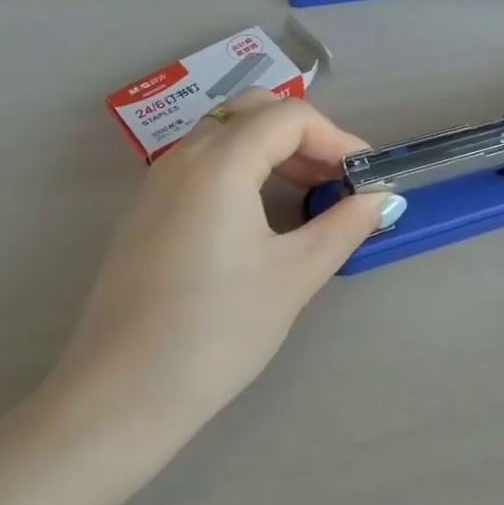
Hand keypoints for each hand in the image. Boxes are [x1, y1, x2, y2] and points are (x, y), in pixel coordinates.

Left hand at [46, 91, 397, 434]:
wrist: (123, 394)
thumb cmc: (218, 330)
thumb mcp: (294, 276)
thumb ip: (343, 227)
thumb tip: (381, 199)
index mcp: (220, 163)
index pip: (290, 116)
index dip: (337, 137)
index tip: (364, 176)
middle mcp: (184, 158)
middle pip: (253, 111)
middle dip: (304, 135)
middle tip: (334, 179)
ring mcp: (157, 183)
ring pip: (224, 135)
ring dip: (272, 150)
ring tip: (307, 197)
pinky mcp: (146, 211)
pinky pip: (202, 164)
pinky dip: (242, 168)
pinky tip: (261, 217)